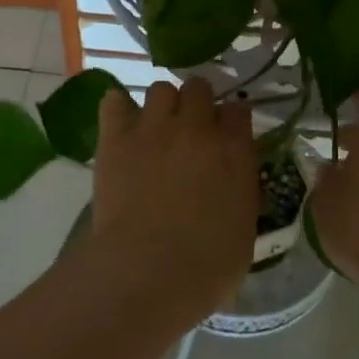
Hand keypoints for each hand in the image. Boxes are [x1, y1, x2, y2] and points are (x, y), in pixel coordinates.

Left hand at [88, 78, 257, 323]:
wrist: (148, 271)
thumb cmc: (206, 266)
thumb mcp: (244, 228)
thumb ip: (240, 190)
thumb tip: (232, 179)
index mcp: (234, 150)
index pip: (238, 110)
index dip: (231, 119)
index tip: (227, 134)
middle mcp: (197, 128)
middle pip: (199, 88)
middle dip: (197, 103)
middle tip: (190, 130)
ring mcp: (155, 127)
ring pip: (160, 88)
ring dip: (162, 105)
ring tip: (156, 129)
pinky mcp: (117, 137)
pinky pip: (114, 101)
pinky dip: (118, 109)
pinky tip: (121, 126)